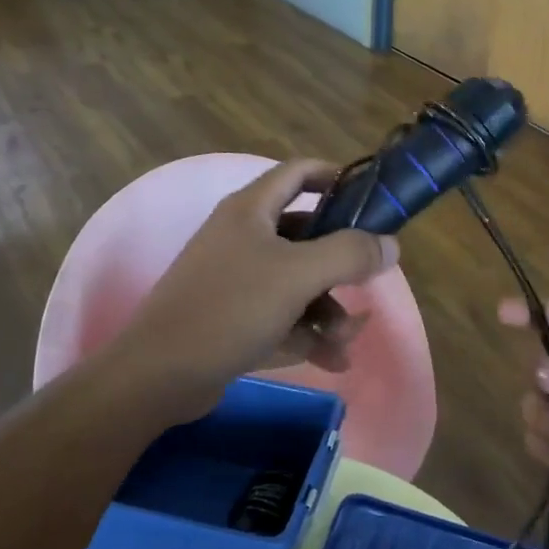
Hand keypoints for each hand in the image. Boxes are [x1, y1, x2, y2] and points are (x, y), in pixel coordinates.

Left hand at [114, 158, 397, 397]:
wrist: (158, 375)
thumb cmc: (230, 308)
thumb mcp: (298, 275)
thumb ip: (349, 254)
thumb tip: (390, 244)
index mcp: (251, 210)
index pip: (298, 173)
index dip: (335, 177)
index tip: (370, 198)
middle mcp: (242, 237)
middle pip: (306, 237)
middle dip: (341, 267)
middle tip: (367, 288)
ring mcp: (235, 279)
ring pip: (298, 283)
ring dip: (328, 310)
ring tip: (343, 344)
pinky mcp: (231, 318)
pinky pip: (282, 316)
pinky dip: (307, 334)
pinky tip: (333, 361)